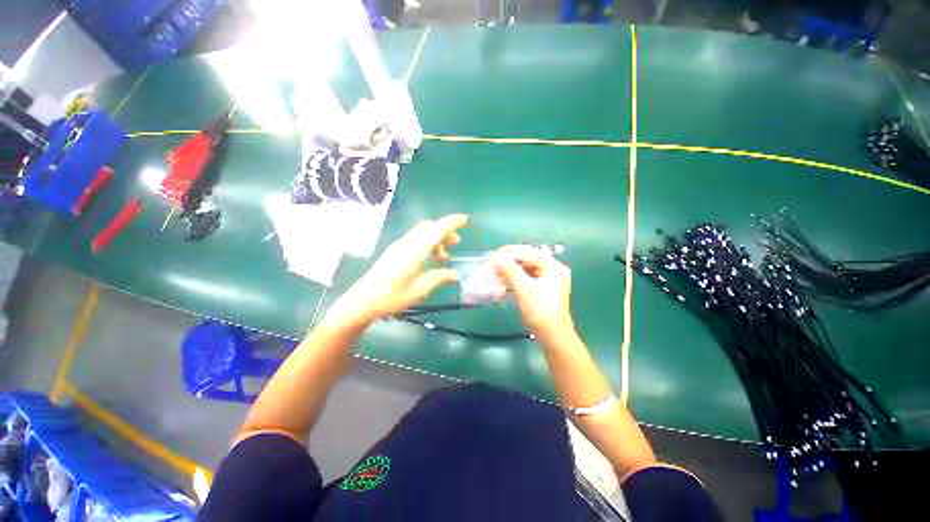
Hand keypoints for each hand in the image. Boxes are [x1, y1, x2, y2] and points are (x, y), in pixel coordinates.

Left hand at [322, 214, 467, 329]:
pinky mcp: (394, 251)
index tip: (464, 219)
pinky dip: (427, 243)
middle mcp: (406, 244)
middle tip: (456, 244)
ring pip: (421, 233)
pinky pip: (415, 239)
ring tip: (443, 258)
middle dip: (445, 231)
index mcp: (414, 251)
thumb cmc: (392, 297)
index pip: (436, 230)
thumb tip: (454, 274)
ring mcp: (399, 246)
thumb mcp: (419, 289)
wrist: (363, 301)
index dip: (451, 223)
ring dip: (435, 239)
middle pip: (428, 227)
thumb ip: (438, 278)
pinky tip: (428, 259)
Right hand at [494, 245, 574, 342]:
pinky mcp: (544, 291)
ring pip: (526, 270)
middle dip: (509, 262)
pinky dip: (515, 281)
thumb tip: (497, 257)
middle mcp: (553, 270)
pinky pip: (527, 280)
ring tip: (496, 275)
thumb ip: (510, 269)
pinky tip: (504, 284)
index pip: (528, 252)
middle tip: (494, 266)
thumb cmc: (540, 310)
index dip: (509, 253)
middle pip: (528, 260)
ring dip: (511, 272)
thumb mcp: (524, 288)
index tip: (493, 257)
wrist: (553, 336)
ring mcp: (549, 281)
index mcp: (552, 266)